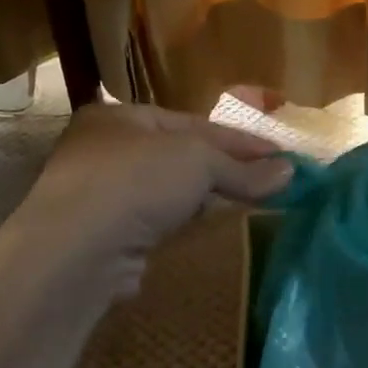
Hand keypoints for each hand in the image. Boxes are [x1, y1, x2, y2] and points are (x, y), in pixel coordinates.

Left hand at [17, 102, 291, 294]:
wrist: (79, 249)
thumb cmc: (136, 182)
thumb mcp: (198, 161)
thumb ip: (241, 168)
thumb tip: (289, 172)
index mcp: (120, 118)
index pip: (193, 122)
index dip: (240, 139)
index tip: (281, 154)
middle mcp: (105, 151)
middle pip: (180, 156)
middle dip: (226, 167)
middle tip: (271, 179)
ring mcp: (102, 196)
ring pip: (168, 190)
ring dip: (207, 195)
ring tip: (249, 201)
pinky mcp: (106, 236)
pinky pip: (157, 221)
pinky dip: (186, 221)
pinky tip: (208, 225)